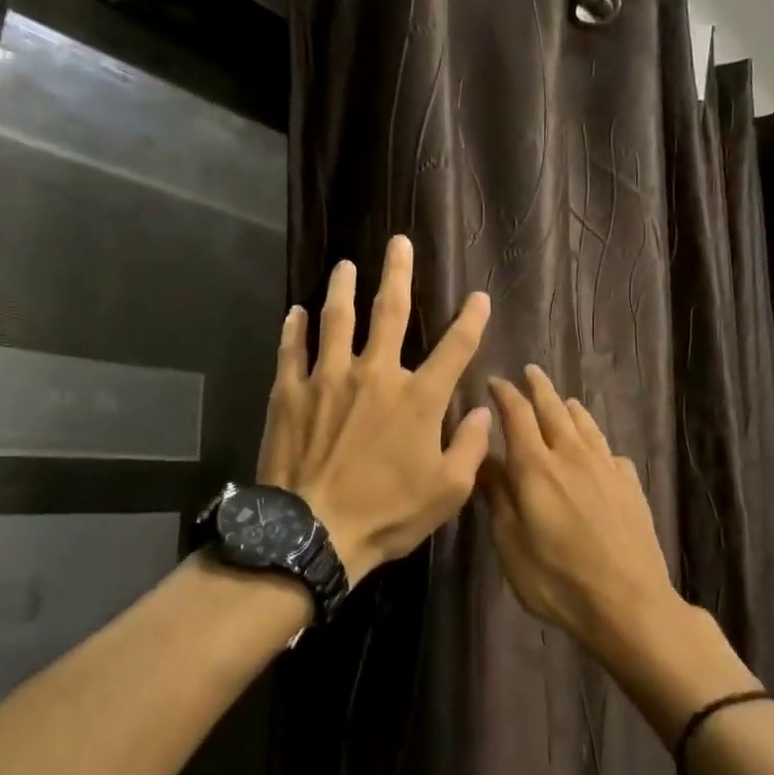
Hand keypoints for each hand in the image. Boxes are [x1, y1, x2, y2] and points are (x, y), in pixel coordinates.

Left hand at [256, 235, 492, 585]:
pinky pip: (292, 350)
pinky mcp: (290, 392)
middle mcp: (375, 374)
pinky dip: (293, 329)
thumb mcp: (447, 491)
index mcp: (418, 398)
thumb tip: (484, 411)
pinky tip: (294, 312)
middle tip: (398, 242)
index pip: (455, 347)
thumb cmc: (386, 514)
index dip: (471, 319)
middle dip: (399, 273)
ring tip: (345, 265)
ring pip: (337, 320)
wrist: (313, 532)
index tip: (478, 297)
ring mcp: (328, 378)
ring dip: (343, 289)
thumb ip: (471, 447)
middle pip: (391, 312)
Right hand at [480, 366, 685, 655]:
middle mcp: (572, 455)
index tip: (494, 380)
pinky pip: (609, 450)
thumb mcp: (510, 542)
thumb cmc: (557, 578)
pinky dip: (595, 441)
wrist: (629, 602)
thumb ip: (497, 495)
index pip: (517, 414)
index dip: (505, 394)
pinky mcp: (630, 484)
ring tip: (562, 401)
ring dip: (569, 407)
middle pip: (554, 409)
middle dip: (539, 387)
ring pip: (585, 424)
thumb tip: (483, 457)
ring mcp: (606, 467)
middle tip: (530, 371)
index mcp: (536, 466)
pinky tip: (596, 451)